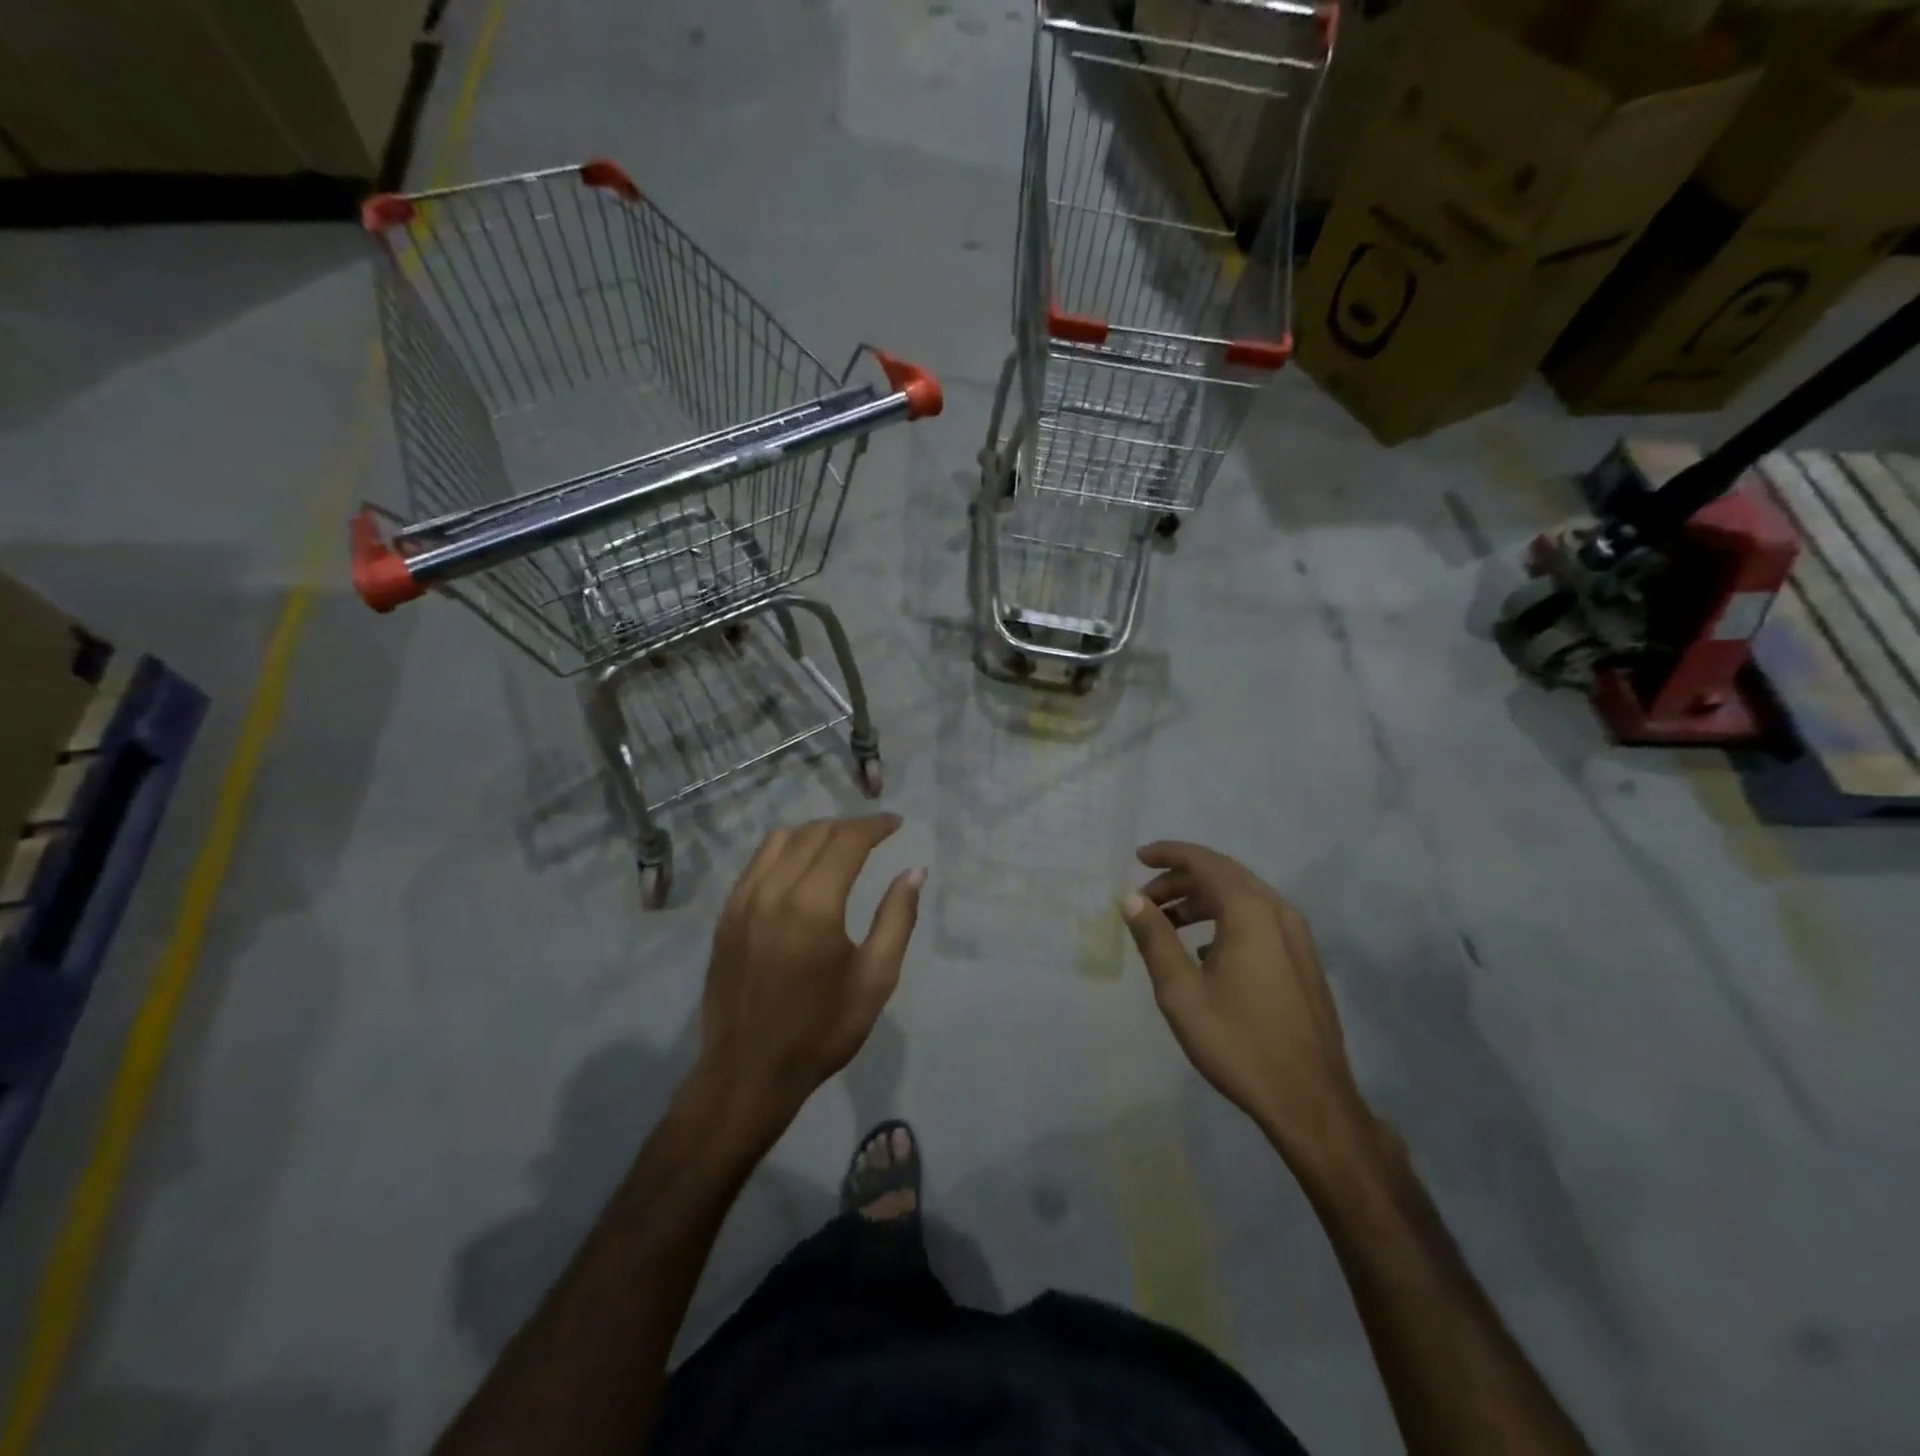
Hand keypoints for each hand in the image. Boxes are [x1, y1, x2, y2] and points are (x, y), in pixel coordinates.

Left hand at [697, 815, 923, 1131]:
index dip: (875, 826)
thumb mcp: (875, 980)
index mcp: (813, 906)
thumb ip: (896, 919)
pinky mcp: (726, 915)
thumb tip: (913, 871)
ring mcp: (742, 901)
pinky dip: (784, 850)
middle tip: (875, 834)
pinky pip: (757, 862)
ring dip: (815, 832)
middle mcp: (773, 891)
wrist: (748, 1073)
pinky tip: (801, 866)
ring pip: (780, 839)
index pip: (846, 841)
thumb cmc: (821, 1031)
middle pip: (814, 833)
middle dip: (849, 826)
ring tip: (840, 845)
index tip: (896, 824)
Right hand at [1121, 841, 1371, 1171]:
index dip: (1169, 854)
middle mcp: (1278, 912)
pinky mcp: (1303, 960)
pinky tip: (1203, 950)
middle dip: (1181, 878)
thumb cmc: (1238, 1042)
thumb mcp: (1181, 992)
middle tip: (1144, 898)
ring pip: (1243, 897)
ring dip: (1202, 900)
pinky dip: (1225, 918)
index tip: (1137, 857)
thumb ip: (1154, 938)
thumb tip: (1131, 898)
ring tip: (1167, 923)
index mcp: (1250, 912)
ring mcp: (1297, 937)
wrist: (1310, 1101)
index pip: (1204, 862)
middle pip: (1224, 875)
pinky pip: (1258, 919)